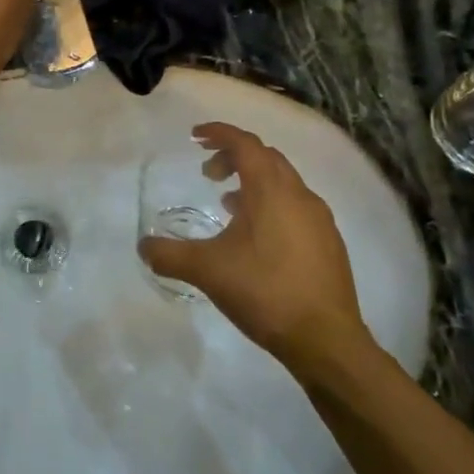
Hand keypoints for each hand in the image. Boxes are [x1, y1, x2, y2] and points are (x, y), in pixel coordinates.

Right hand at [138, 124, 374, 374]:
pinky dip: (272, 204)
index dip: (219, 133)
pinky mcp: (329, 243)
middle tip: (208, 174)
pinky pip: (296, 206)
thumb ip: (170, 255)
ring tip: (228, 204)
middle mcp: (300, 195)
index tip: (195, 136)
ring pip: (284, 182)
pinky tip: (257, 237)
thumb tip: (143, 248)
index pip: (245, 144)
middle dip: (234, 157)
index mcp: (271, 191)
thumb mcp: (207, 271)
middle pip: (266, 157)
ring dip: (254, 182)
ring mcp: (320, 219)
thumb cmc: (265, 292)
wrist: (326, 339)